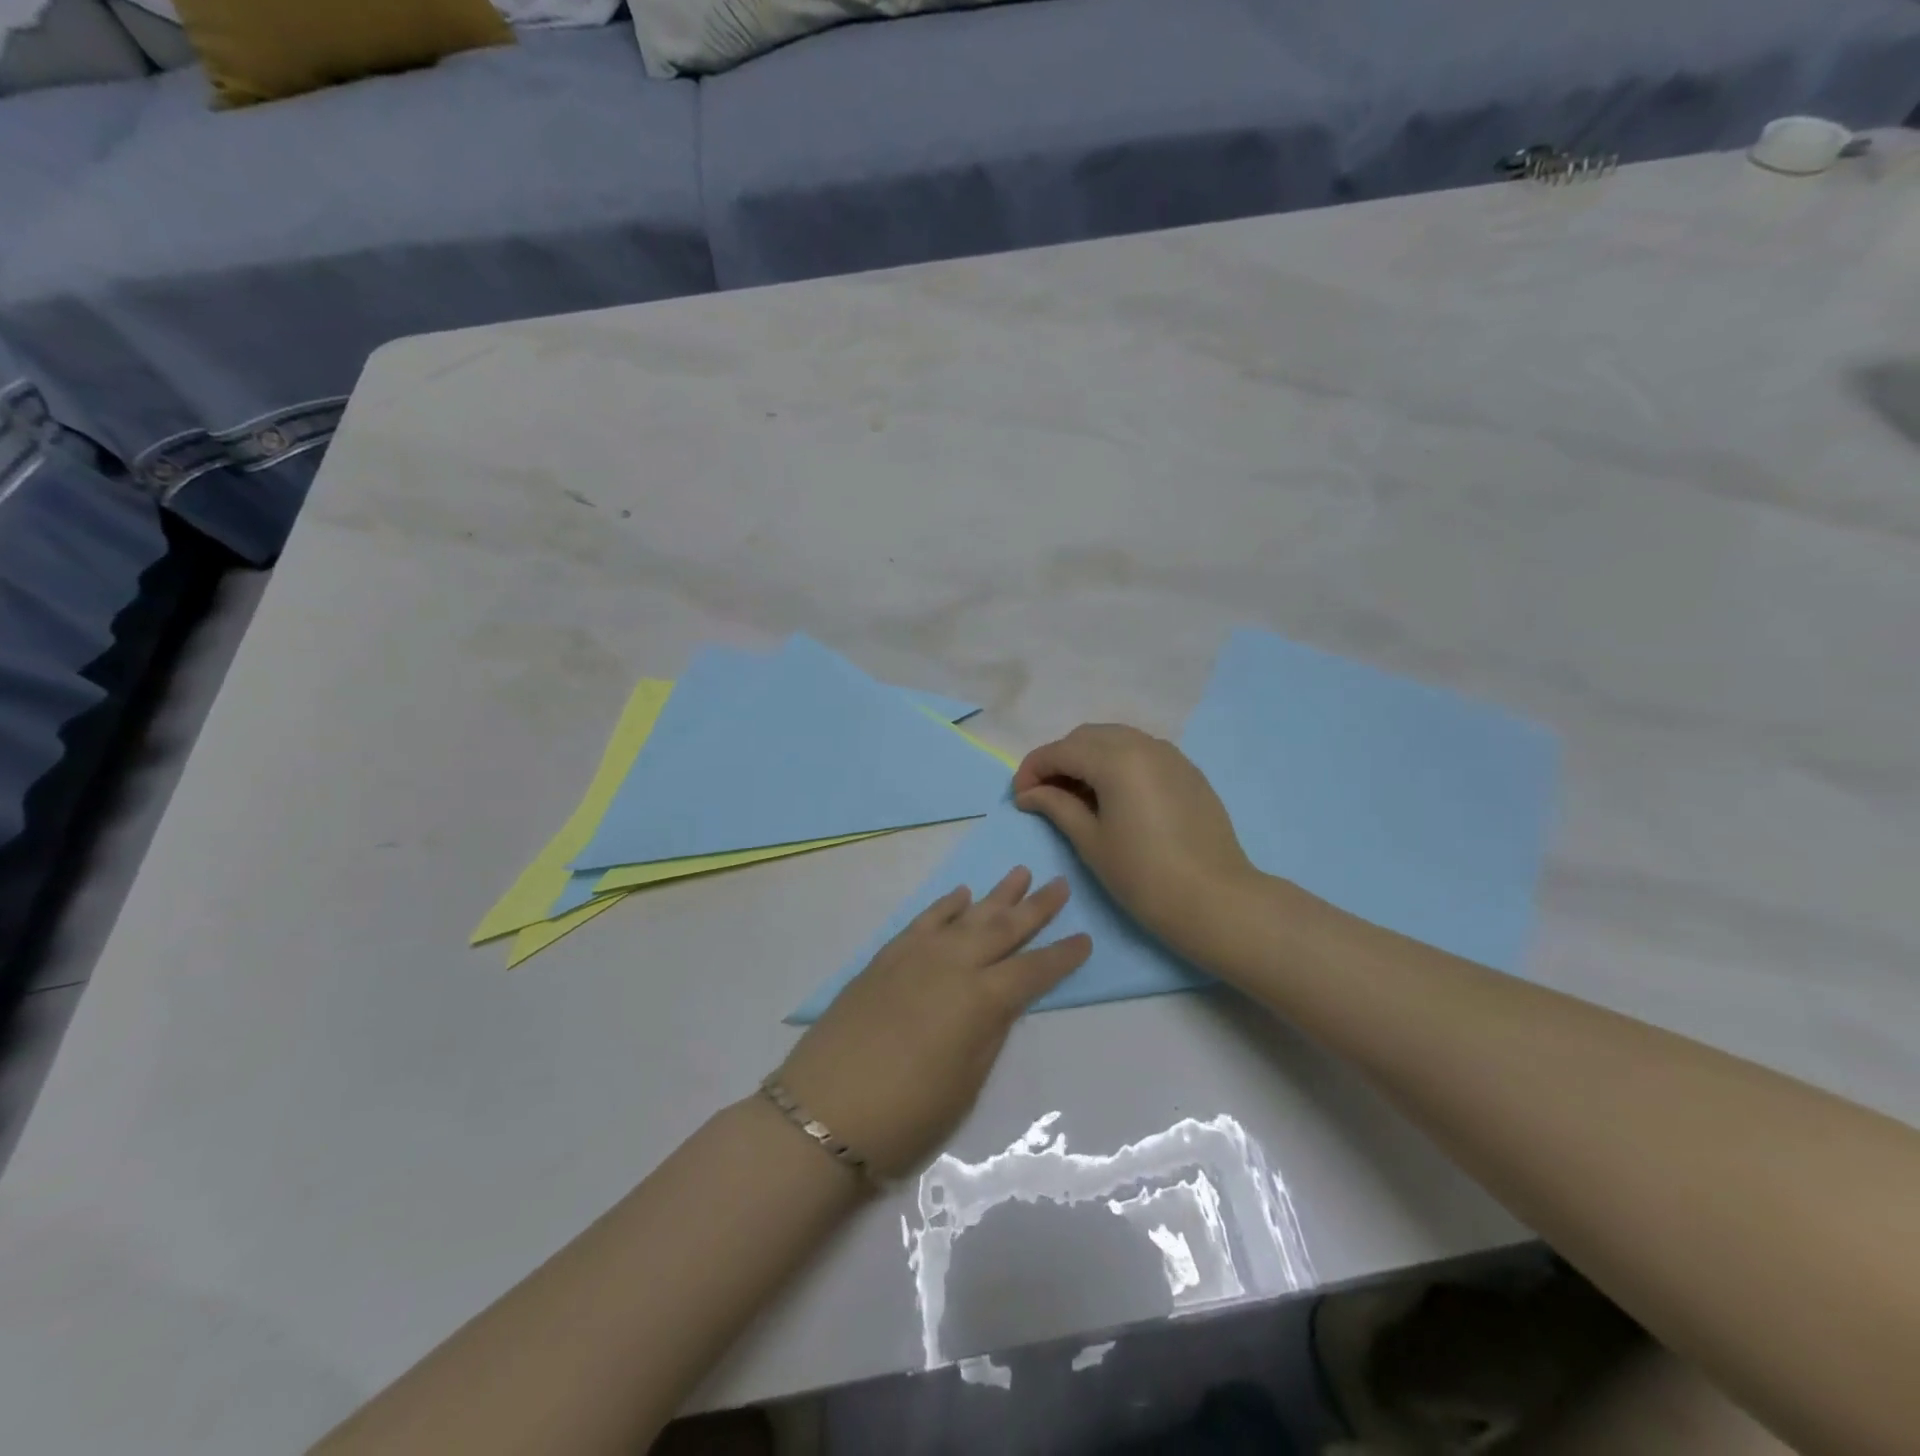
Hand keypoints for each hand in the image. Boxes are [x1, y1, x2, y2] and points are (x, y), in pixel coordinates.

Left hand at [775, 868, 1090, 1180]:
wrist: (823, 1111)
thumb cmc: (906, 1115)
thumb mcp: (966, 1083)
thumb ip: (989, 1033)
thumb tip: (1002, 1000)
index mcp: (980, 1000)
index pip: (1033, 970)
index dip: (1061, 956)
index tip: (1084, 938)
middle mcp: (953, 965)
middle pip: (1003, 929)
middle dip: (1035, 908)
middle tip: (1059, 884)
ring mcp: (917, 956)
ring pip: (967, 915)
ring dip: (996, 895)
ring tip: (1020, 873)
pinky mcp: (887, 957)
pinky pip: (924, 920)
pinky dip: (946, 906)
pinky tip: (961, 895)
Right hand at [1013, 724, 1263, 965]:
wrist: (1214, 900)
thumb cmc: (1143, 875)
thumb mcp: (1091, 841)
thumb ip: (1056, 806)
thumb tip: (1029, 793)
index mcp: (1115, 759)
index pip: (1060, 751)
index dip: (1032, 770)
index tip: (1019, 797)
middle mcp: (1143, 745)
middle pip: (1087, 737)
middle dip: (1060, 760)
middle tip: (1045, 796)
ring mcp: (1170, 755)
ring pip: (1116, 740)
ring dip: (1089, 758)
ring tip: (1077, 796)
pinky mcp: (1187, 771)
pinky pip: (1142, 752)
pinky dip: (1118, 763)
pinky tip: (1113, 797)